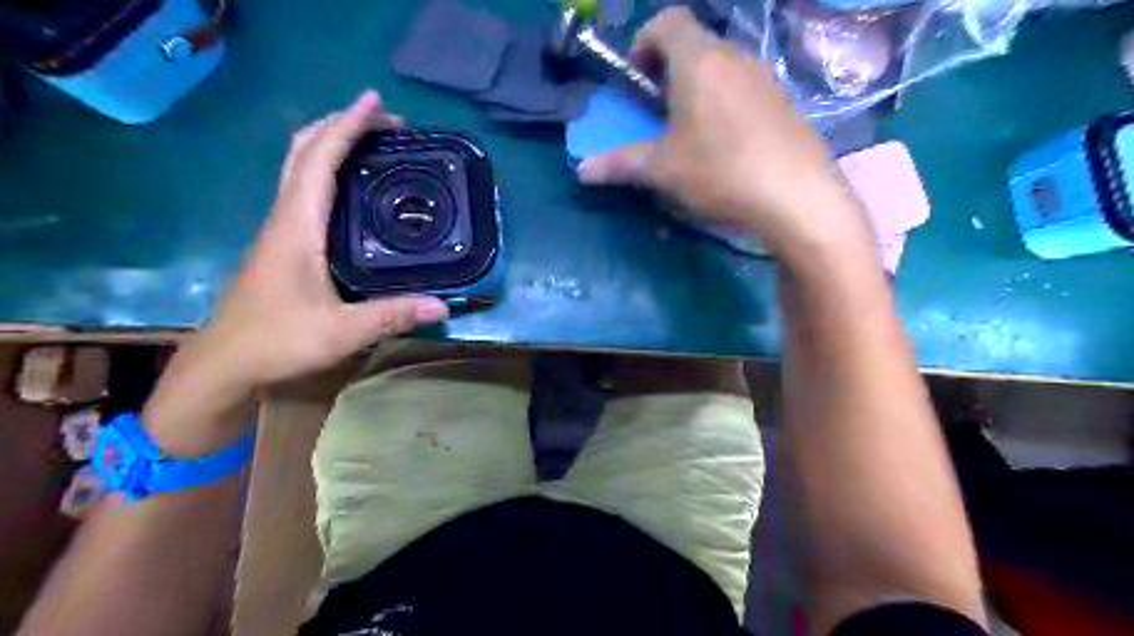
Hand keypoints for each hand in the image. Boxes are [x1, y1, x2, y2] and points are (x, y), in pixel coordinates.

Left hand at [148, 90, 450, 455]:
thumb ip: (392, 315)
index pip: (319, 159)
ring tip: (375, 146)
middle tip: (386, 124)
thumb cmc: (277, 341)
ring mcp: (281, 230)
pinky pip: (305, 191)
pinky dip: (328, 172)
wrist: (223, 364)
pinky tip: (353, 191)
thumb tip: (443, 306)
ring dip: (333, 145)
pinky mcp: (283, 245)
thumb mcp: (341, 331)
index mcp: (297, 226)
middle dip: (341, 126)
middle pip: (303, 151)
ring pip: (301, 169)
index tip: (376, 102)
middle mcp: (285, 218)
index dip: (347, 126)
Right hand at [580, 8, 869, 261]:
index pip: (667, 21)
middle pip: (695, 44)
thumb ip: (619, 164)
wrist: (796, 195)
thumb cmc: (720, 171)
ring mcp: (765, 77)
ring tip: (691, 132)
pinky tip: (727, 145)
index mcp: (698, 61)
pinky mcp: (784, 101)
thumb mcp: (662, 169)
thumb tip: (581, 170)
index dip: (644, 43)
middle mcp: (734, 57)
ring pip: (721, 67)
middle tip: (659, 112)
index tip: (637, 80)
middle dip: (669, 71)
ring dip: (699, 88)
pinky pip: (745, 88)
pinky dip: (726, 103)